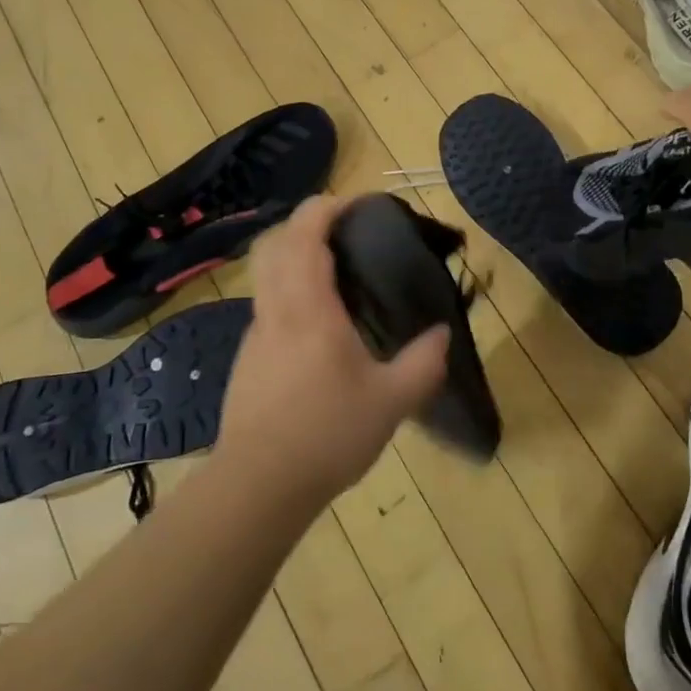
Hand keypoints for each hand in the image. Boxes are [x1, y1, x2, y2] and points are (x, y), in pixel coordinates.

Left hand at [216, 195, 447, 509]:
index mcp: (309, 307)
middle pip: (273, 243)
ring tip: (333, 273)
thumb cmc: (326, 434)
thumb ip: (422, 363)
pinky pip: (266, 305)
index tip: (356, 203)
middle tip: (341, 230)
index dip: (327, 207)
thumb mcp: (390, 401)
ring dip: (292, 256)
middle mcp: (276, 309)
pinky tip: (316, 325)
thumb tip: (443, 333)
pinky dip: (287, 291)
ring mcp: (256, 334)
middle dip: (303, 223)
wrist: (256, 487)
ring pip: (264, 274)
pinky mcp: (247, 359)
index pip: (305, 234)